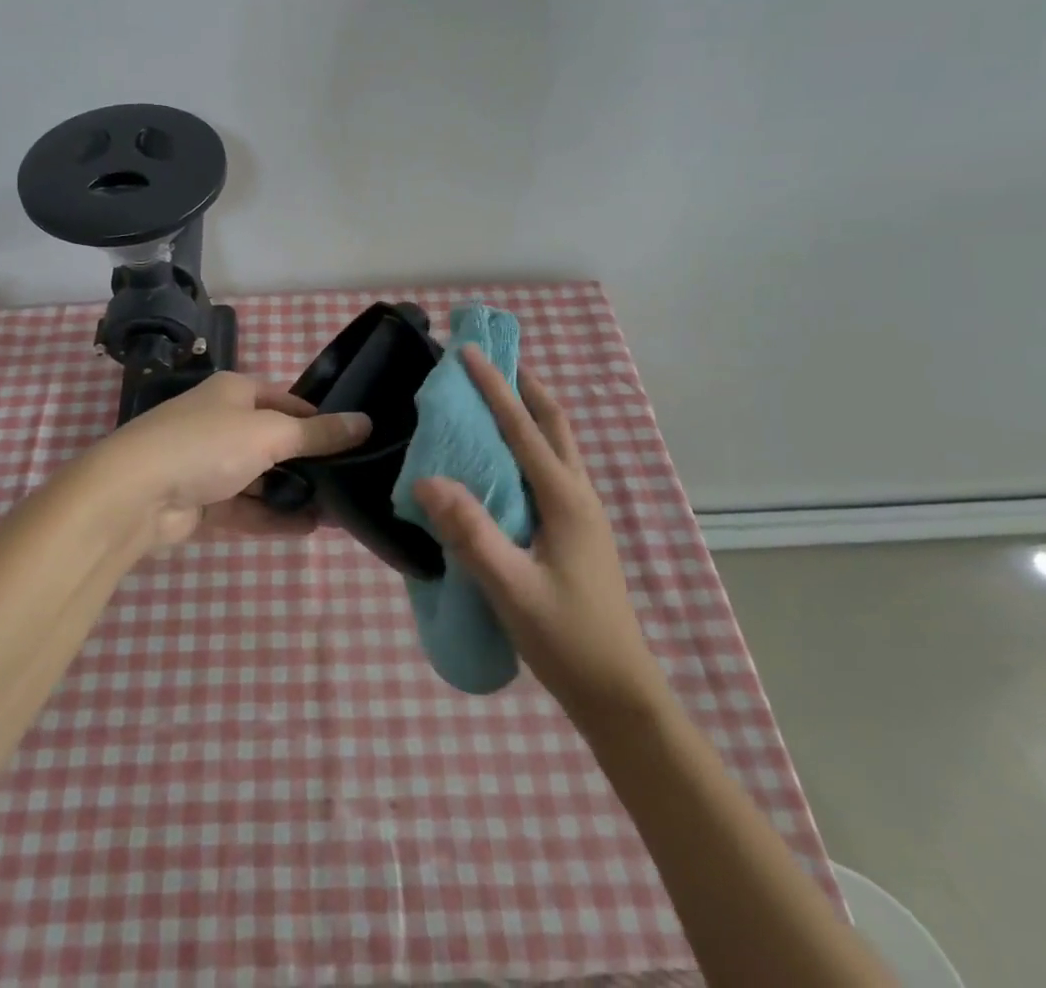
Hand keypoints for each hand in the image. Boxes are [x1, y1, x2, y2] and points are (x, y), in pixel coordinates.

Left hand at [77, 371, 370, 550]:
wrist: (134, 495)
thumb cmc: (205, 445)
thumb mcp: (269, 433)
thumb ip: (317, 433)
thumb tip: (365, 423)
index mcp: (234, 393)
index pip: (286, 401)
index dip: (318, 419)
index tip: (353, 441)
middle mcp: (221, 423)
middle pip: (275, 442)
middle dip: (310, 464)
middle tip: (351, 483)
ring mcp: (210, 465)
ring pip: (262, 479)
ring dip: (295, 494)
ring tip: (338, 512)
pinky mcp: (202, 503)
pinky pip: (246, 508)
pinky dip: (274, 517)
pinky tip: (309, 528)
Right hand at [412, 348, 665, 725]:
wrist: (618, 693)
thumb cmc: (566, 639)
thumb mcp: (512, 588)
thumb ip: (471, 533)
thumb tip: (427, 480)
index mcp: (565, 499)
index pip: (523, 428)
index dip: (495, 387)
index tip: (470, 352)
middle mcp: (578, 496)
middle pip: (554, 424)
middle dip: (525, 387)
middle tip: (493, 363)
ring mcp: (582, 514)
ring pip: (557, 446)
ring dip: (530, 413)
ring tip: (497, 398)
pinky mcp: (576, 533)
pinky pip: (551, 470)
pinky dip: (530, 444)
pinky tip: (506, 463)